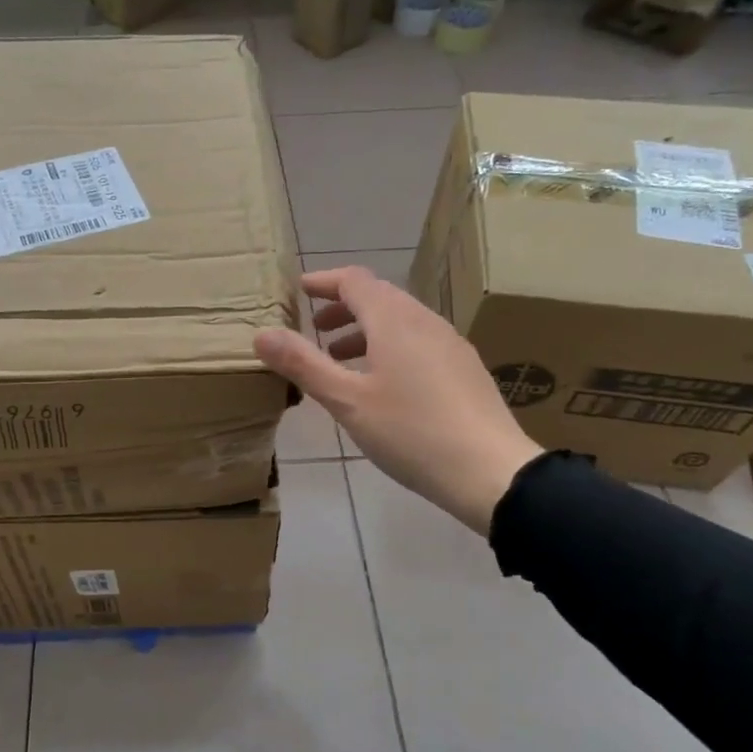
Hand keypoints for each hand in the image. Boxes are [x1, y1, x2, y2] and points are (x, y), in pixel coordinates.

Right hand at [254, 266, 541, 533]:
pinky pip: (418, 340)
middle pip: (379, 297)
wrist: (491, 471)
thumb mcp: (346, 401)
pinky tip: (382, 383)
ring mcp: (450, 343)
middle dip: (342, 307)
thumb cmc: (410, 432)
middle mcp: (425, 321)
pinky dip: (389, 346)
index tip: (298, 291)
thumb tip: (261, 334)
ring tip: (340, 358)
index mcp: (394, 320)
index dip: (323, 282)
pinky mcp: (464, 368)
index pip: (354, 280)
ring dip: (365, 329)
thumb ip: (303, 364)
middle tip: (314, 328)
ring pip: (400, 320)